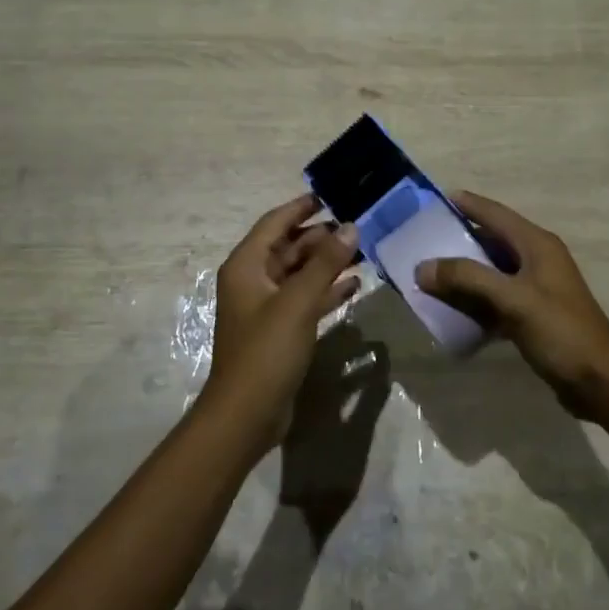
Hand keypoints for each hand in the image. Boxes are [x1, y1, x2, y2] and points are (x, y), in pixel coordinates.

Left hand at [202, 194, 360, 454]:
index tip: (330, 195)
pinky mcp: (279, 331)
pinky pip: (305, 299)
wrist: (247, 414)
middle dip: (320, 237)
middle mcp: (253, 281)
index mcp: (246, 266)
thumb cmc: (266, 350)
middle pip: (288, 247)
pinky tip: (354, 287)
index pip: (274, 223)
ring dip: (326, 263)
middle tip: (357, 225)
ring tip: (362, 251)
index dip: (300, 208)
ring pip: (299, 274)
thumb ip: (325, 263)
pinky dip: (326, 291)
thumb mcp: (298, 302)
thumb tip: (351, 227)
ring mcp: (266, 307)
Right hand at [417, 190, 608, 416]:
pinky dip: (475, 300)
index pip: (495, 214)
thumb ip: (467, 279)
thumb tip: (423, 267)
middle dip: (458, 240)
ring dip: (464, 273)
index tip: (435, 199)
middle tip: (422, 240)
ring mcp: (536, 288)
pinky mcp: (533, 314)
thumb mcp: (512, 300)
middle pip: (491, 241)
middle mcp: (537, 259)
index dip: (467, 204)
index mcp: (536, 245)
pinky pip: (496, 298)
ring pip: (491, 271)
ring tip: (429, 274)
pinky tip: (452, 309)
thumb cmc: (560, 331)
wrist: (600, 381)